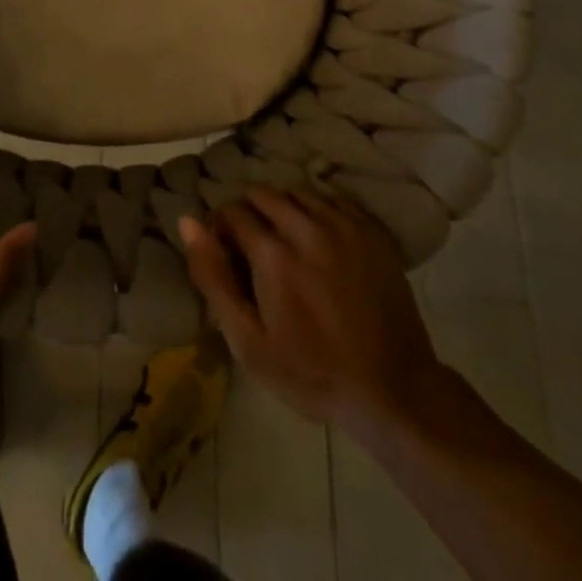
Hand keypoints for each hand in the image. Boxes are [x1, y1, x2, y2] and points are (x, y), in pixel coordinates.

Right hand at [181, 186, 439, 430]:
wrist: (394, 390)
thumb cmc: (312, 373)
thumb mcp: (248, 343)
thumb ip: (213, 278)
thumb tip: (187, 222)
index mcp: (273, 254)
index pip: (232, 211)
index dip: (222, 230)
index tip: (227, 254)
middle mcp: (306, 227)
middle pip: (263, 194)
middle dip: (250, 213)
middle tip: (255, 248)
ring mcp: (343, 225)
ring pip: (297, 192)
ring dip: (283, 208)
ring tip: (286, 240)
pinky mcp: (371, 230)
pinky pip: (332, 199)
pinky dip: (317, 209)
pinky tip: (318, 238)